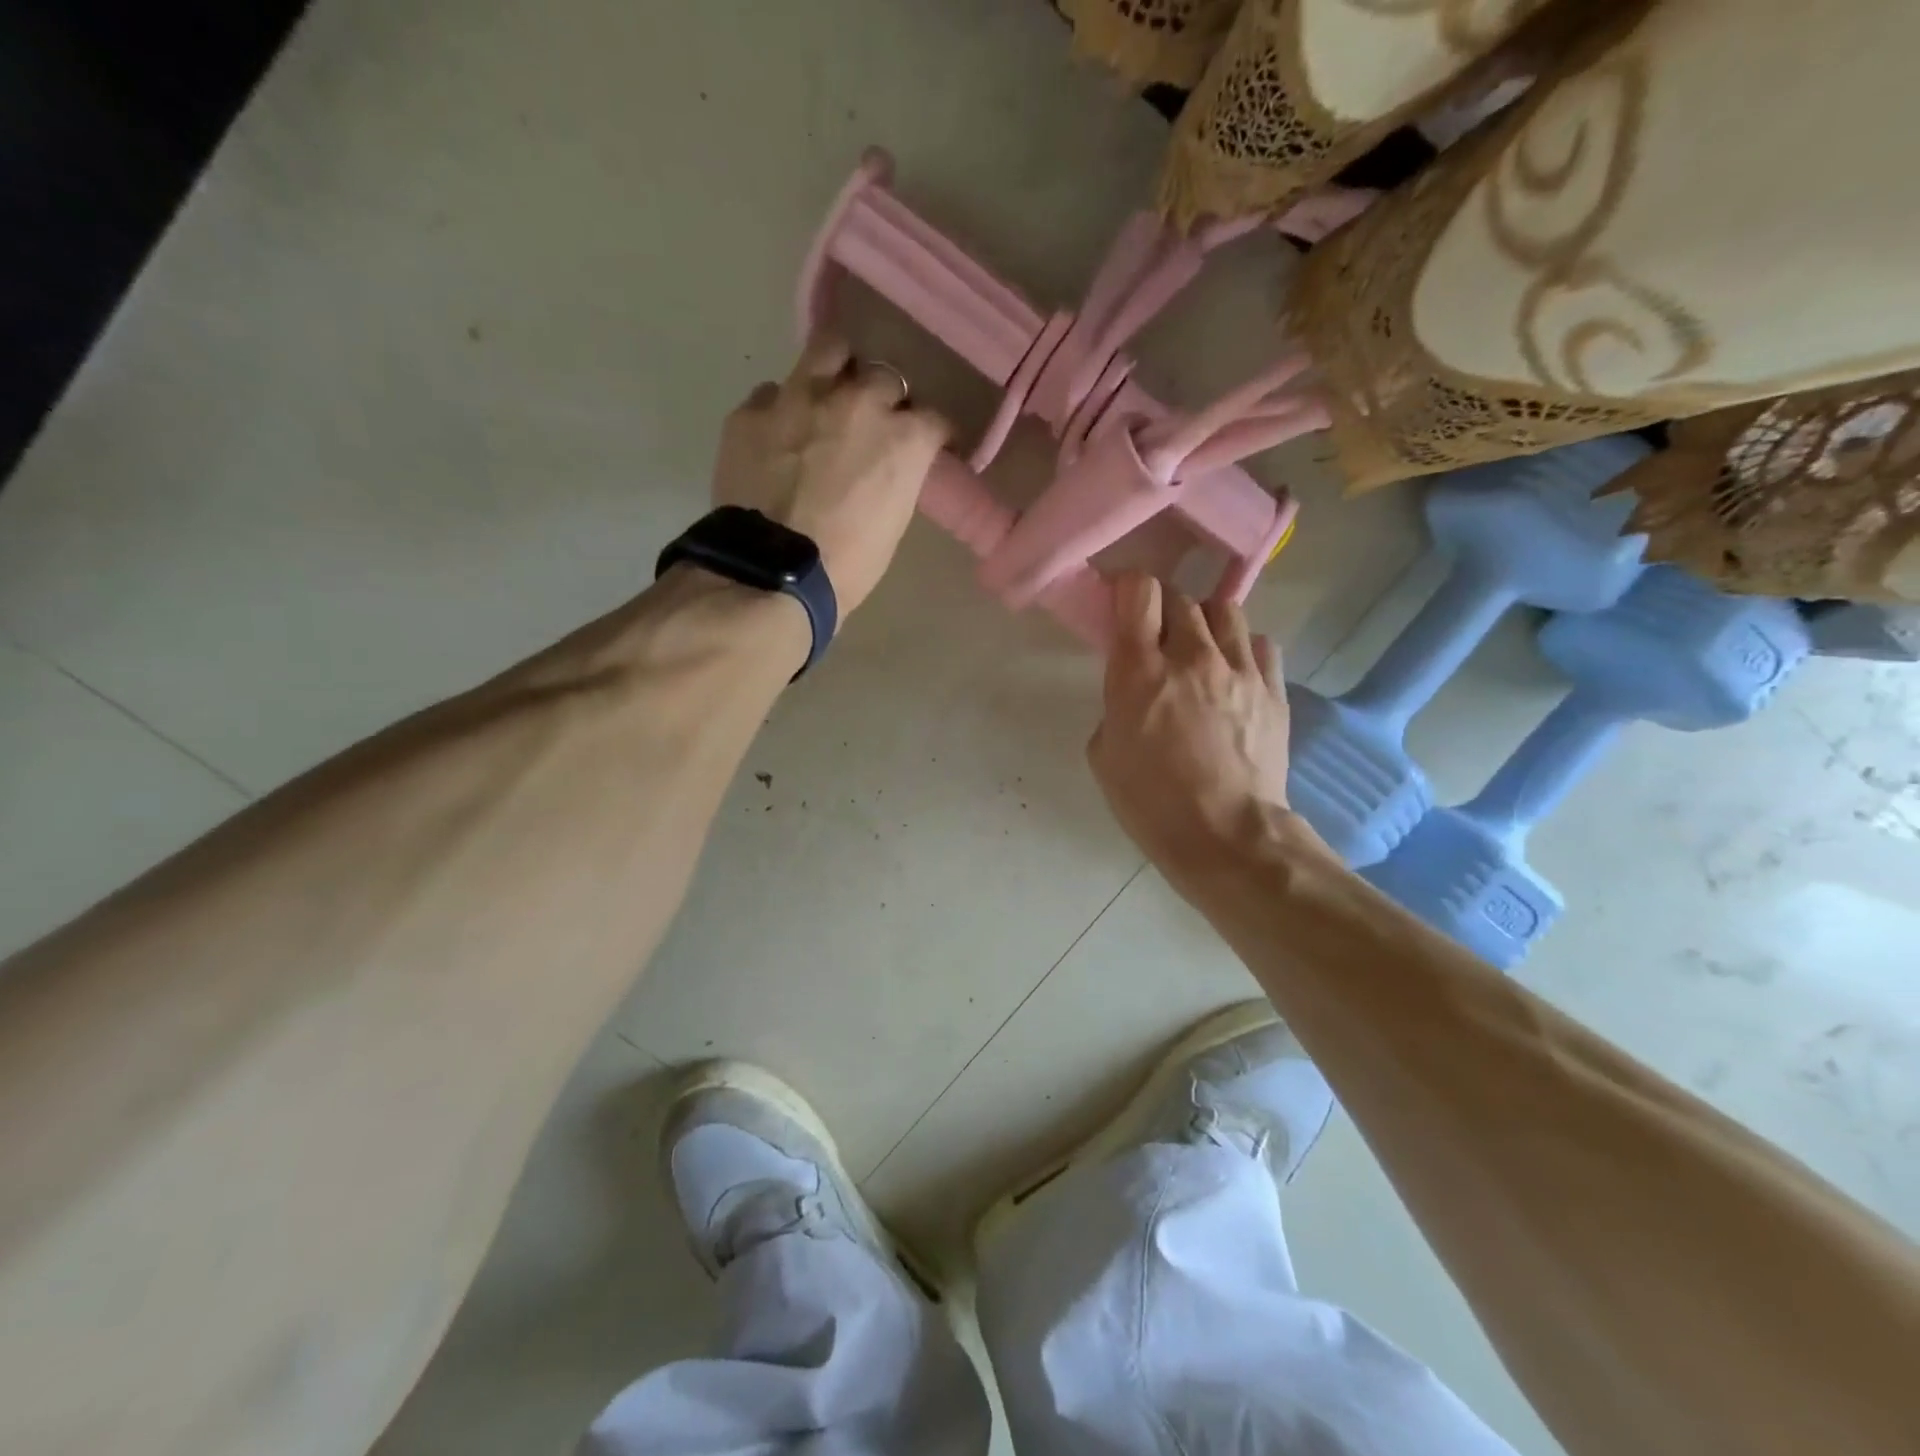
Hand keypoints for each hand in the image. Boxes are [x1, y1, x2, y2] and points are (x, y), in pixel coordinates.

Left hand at [712, 334, 949, 614]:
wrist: (772, 576)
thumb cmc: (846, 567)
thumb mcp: (892, 524)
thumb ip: (896, 479)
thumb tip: (888, 467)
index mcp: (903, 439)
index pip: (934, 419)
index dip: (931, 434)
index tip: (928, 446)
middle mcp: (858, 402)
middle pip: (884, 376)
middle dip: (884, 398)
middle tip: (873, 424)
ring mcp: (800, 398)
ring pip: (829, 349)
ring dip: (837, 369)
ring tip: (830, 392)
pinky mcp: (752, 411)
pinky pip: (773, 392)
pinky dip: (782, 408)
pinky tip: (778, 434)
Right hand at [1088, 574, 1297, 888]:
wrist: (1226, 836)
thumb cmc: (1151, 803)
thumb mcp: (1104, 755)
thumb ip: (1115, 706)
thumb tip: (1134, 692)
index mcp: (1139, 670)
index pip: (1139, 591)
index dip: (1128, 588)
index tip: (1122, 603)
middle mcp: (1191, 656)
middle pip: (1181, 597)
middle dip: (1164, 610)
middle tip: (1158, 638)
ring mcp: (1239, 669)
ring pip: (1225, 610)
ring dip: (1205, 622)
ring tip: (1200, 649)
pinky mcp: (1273, 689)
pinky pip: (1260, 644)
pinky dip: (1243, 648)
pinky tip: (1235, 673)